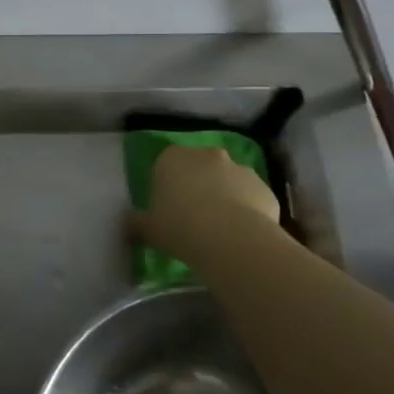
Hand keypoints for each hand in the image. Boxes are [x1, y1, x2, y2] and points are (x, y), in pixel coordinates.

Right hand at [130, 145, 284, 263]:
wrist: (230, 239)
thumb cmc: (179, 227)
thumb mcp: (147, 229)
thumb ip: (136, 222)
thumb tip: (128, 223)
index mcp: (172, 158)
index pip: (166, 164)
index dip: (168, 185)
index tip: (168, 208)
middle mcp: (207, 155)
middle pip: (200, 168)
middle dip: (199, 186)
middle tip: (194, 218)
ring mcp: (240, 168)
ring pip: (229, 182)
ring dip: (226, 197)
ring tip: (221, 230)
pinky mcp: (264, 188)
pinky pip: (252, 199)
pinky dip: (248, 212)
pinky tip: (242, 236)